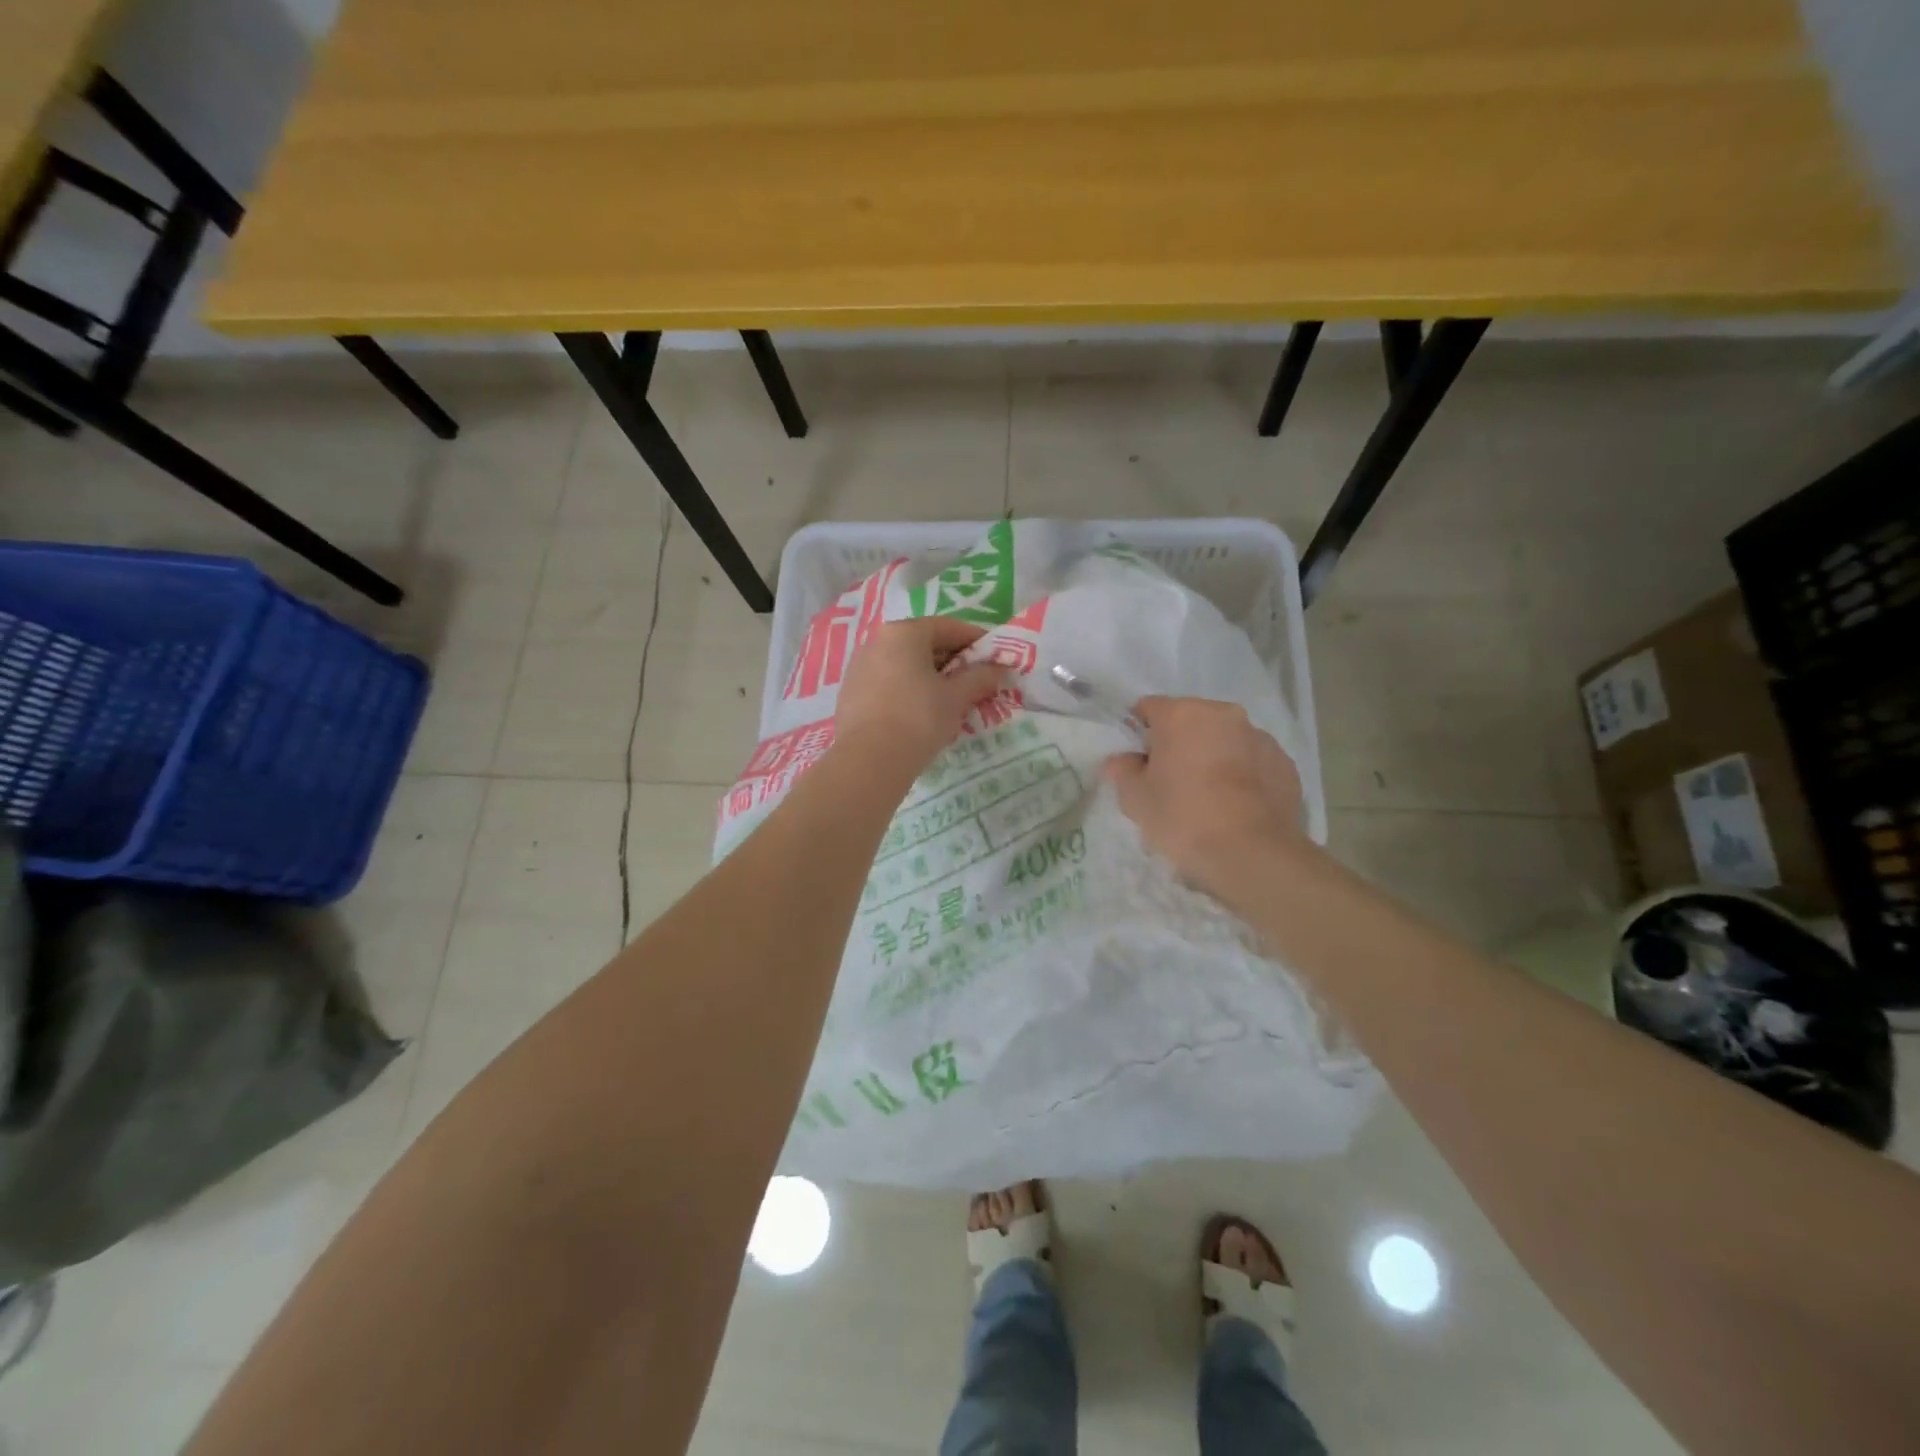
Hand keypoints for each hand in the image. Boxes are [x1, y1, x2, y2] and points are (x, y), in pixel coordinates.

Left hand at [833, 618, 1009, 778]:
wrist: (867, 761)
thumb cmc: (918, 719)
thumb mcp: (956, 698)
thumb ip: (980, 677)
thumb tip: (998, 668)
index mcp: (904, 632)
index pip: (949, 627)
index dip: (977, 641)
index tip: (995, 659)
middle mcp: (877, 641)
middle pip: (924, 644)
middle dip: (954, 661)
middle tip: (976, 683)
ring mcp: (860, 666)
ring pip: (905, 665)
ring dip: (930, 677)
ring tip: (951, 702)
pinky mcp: (851, 693)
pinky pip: (888, 683)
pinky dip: (909, 691)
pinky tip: (921, 714)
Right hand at [1104, 696, 1308, 902]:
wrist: (1252, 855)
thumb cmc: (1183, 819)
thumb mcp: (1136, 799)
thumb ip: (1123, 771)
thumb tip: (1122, 760)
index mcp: (1182, 714)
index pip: (1148, 708)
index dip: (1138, 732)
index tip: (1138, 761)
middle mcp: (1223, 714)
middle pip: (1190, 720)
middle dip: (1179, 743)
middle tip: (1170, 781)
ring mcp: (1259, 737)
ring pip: (1225, 739)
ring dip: (1213, 756)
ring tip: (1208, 796)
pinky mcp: (1285, 764)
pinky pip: (1253, 762)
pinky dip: (1242, 775)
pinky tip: (1236, 806)